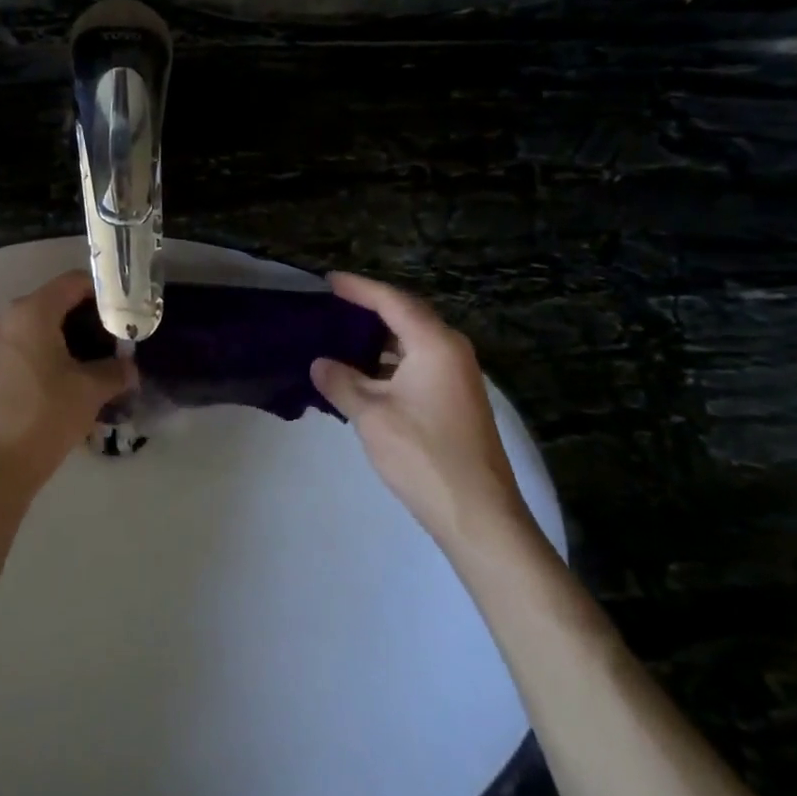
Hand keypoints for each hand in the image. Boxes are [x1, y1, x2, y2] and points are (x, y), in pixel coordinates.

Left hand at [0, 271, 135, 492]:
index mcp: (33, 311)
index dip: (106, 293)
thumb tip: (129, 366)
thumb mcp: (91, 389)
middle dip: (95, 319)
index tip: (130, 312)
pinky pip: (36, 344)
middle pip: (62, 302)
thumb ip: (116, 369)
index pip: (75, 282)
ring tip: (108, 361)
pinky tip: (82, 377)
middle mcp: (13, 317)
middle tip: (123, 340)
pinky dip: (60, 352)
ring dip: (79, 338)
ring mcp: (3, 342)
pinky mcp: (1, 365)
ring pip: (49, 325)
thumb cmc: (46, 414)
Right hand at [310, 273, 535, 558]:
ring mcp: (457, 377)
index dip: (359, 288)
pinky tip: (363, 376)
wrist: (478, 514)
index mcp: (434, 344)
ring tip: (340, 337)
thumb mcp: (371, 416)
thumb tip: (318, 363)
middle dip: (369, 310)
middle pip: (406, 317)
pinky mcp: (456, 400)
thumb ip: (342, 382)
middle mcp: (451, 351)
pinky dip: (389, 363)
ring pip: (412, 343)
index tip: (329, 280)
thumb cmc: (422, 456)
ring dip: (378, 340)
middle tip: (332, 305)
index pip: (392, 301)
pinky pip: (418, 365)